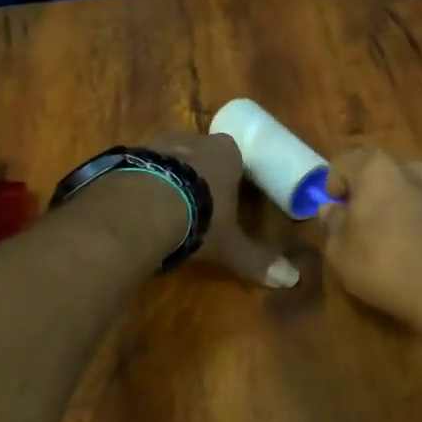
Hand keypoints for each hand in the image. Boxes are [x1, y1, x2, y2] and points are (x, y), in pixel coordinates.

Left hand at [144, 131, 298, 287]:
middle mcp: (195, 141)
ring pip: (169, 157)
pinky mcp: (129, 154)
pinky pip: (140, 167)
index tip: (227, 196)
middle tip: (196, 203)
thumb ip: (257, 260)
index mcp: (226, 153)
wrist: (142, 206)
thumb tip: (292, 280)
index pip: (235, 157)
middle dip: (199, 174)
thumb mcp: (230, 244)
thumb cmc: (199, 218)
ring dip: (169, 176)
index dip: (231, 176)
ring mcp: (159, 144)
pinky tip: (137, 206)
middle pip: (201, 153)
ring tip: (164, 205)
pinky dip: (142, 182)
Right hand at [319, 148, 421, 327]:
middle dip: (367, 192)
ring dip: (394, 205)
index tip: (333, 207)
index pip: (345, 159)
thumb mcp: (340, 251)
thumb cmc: (383, 262)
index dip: (333, 181)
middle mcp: (410, 168)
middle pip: (379, 172)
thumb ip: (332, 224)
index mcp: (376, 168)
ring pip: (406, 189)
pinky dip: (416, 220)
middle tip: (358, 222)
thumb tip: (331, 209)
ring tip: (389, 237)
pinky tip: (414, 248)